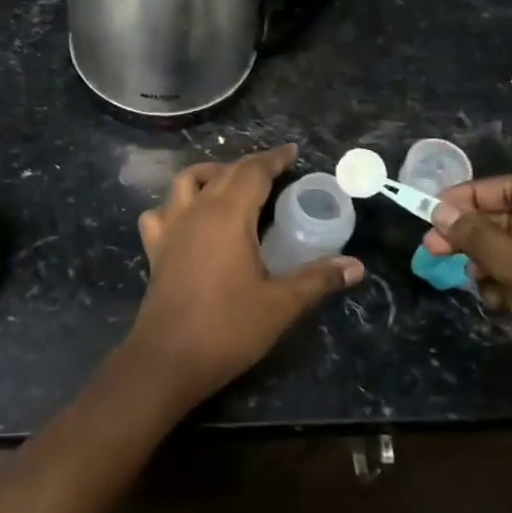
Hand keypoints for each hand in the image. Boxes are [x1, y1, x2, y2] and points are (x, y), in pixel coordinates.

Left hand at [126, 144, 363, 409]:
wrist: (168, 359)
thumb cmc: (227, 328)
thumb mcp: (280, 304)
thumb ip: (317, 279)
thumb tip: (356, 266)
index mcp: (228, 215)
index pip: (253, 171)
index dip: (274, 159)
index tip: (292, 152)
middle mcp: (196, 210)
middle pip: (223, 172)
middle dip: (250, 166)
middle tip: (276, 171)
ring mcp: (170, 227)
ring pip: (186, 181)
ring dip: (211, 174)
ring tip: (231, 184)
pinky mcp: (155, 248)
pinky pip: (160, 211)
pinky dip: (175, 204)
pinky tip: (187, 218)